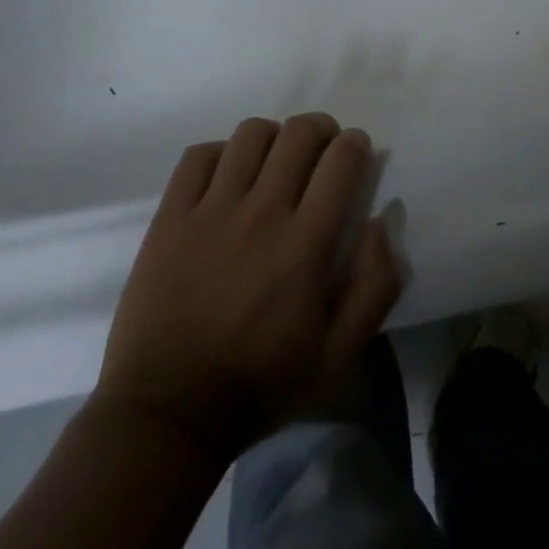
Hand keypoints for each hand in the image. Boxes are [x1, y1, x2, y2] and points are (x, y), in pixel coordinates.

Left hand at [92, 114, 403, 458]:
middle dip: (321, 131)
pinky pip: (198, 155)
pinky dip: (220, 154)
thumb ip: (374, 286)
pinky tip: (227, 178)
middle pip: (300, 133)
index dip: (356, 144)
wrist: (166, 417)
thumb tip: (382, 221)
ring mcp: (210, 211)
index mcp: (305, 244)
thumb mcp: (337, 357)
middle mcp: (261, 213)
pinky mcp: (170, 218)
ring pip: (252, 134)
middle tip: (320, 154)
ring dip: (274, 138)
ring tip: (273, 163)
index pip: (342, 158)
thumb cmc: (259, 386)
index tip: (356, 155)